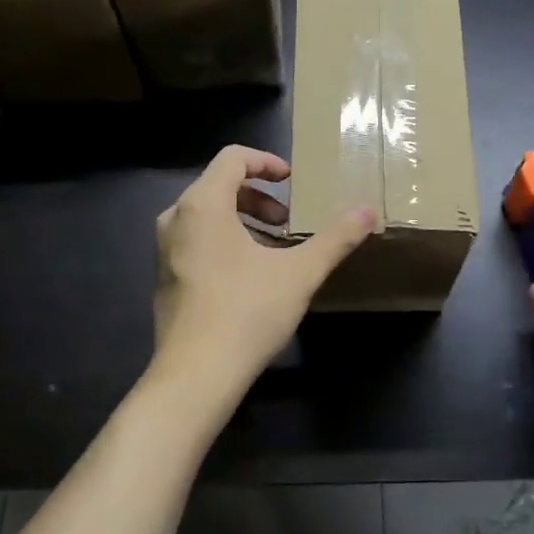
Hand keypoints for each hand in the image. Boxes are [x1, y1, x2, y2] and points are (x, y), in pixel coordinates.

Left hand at [151, 145, 374, 406]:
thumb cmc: (247, 313)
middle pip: (219, 185)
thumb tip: (368, 212)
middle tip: (288, 221)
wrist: (196, 375)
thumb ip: (335, 238)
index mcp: (203, 204)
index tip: (293, 181)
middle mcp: (176, 218)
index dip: (267, 162)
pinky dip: (225, 241)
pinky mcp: (165, 278)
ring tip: (275, 248)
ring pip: (207, 215)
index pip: (233, 158)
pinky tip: (251, 276)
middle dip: (259, 196)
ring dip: (244, 220)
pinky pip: (196, 241)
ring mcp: (165, 250)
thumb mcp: (300, 273)